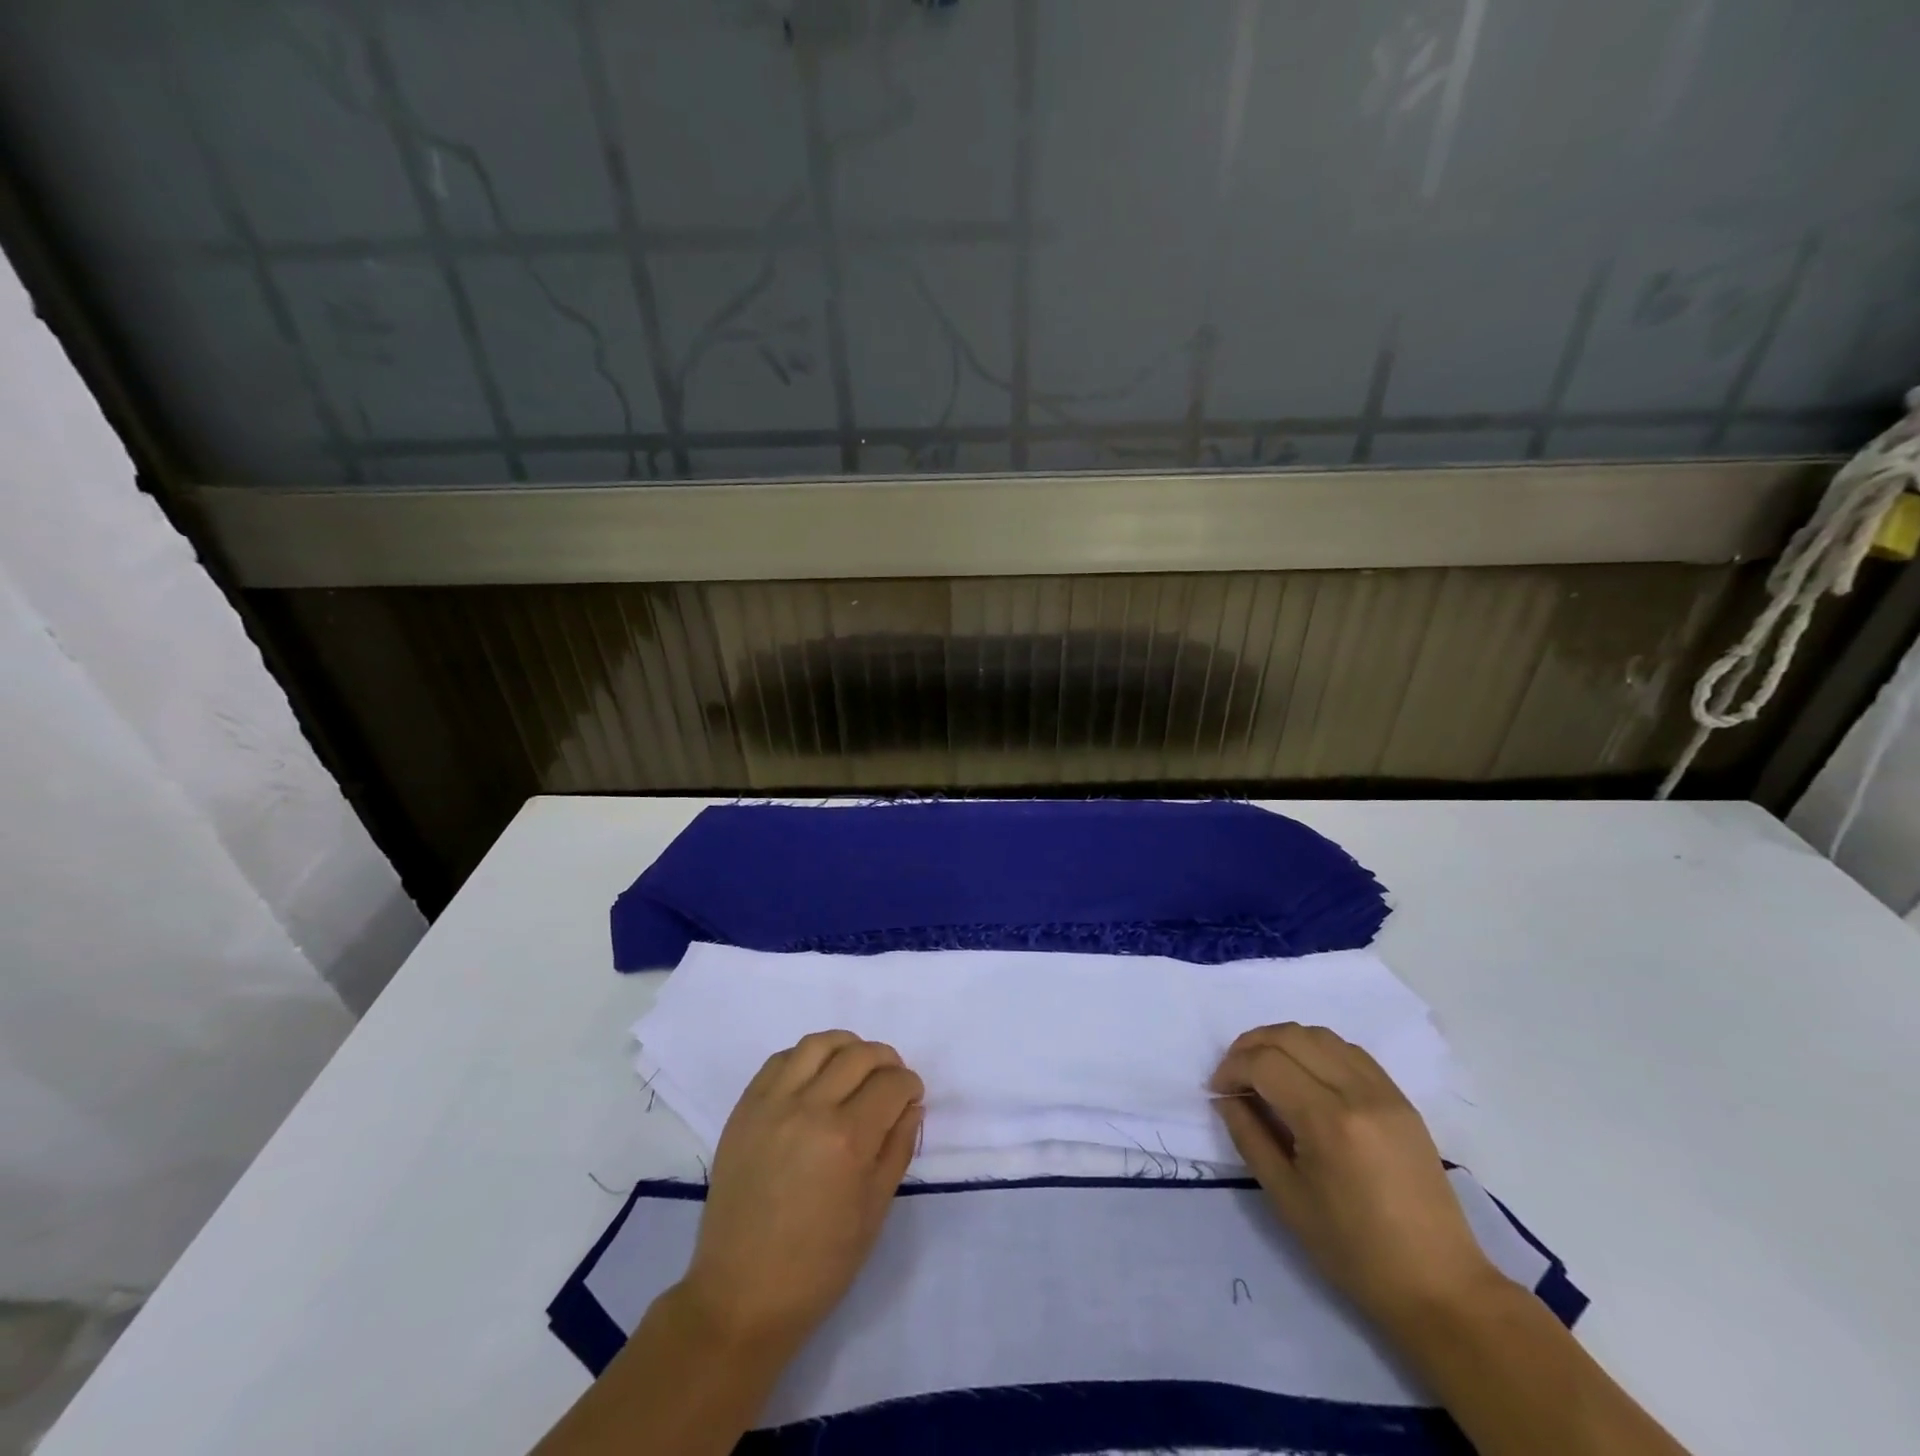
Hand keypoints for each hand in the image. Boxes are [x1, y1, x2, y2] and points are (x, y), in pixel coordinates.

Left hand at [678, 1030, 923, 1353]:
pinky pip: (780, 1059)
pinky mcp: (745, 1108)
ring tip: (855, 1067)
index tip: (911, 1096)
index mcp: (848, 1140)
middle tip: (890, 1081)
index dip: (910, 1084)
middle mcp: (810, 1109)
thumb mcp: (874, 1211)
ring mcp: (773, 1104)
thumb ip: (897, 1148)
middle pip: (860, 1055)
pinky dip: (806, 1058)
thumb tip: (911, 1105)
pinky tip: (816, 1078)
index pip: (892, 1084)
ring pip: (819, 1044)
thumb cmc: (818, 1265)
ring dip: (847, 1047)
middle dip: (886, 1061)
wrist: (741, 1295)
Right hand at [1210, 1023, 1507, 1328]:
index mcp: (1328, 1121)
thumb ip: (1249, 1136)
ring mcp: (1385, 1091)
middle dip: (1251, 1046)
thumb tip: (1225, 1097)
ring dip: (1282, 1042)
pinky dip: (1316, 1049)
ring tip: (1265, 1070)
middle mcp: (1358, 1092)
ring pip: (1320, 1035)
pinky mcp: (1401, 1099)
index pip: (1265, 1063)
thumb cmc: (1354, 1251)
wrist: (1439, 1285)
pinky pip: (1349, 1051)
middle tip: (1234, 1074)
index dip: (1231, 1068)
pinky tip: (1305, 1076)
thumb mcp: (1286, 1197)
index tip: (1218, 1091)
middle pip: (1290, 1036)